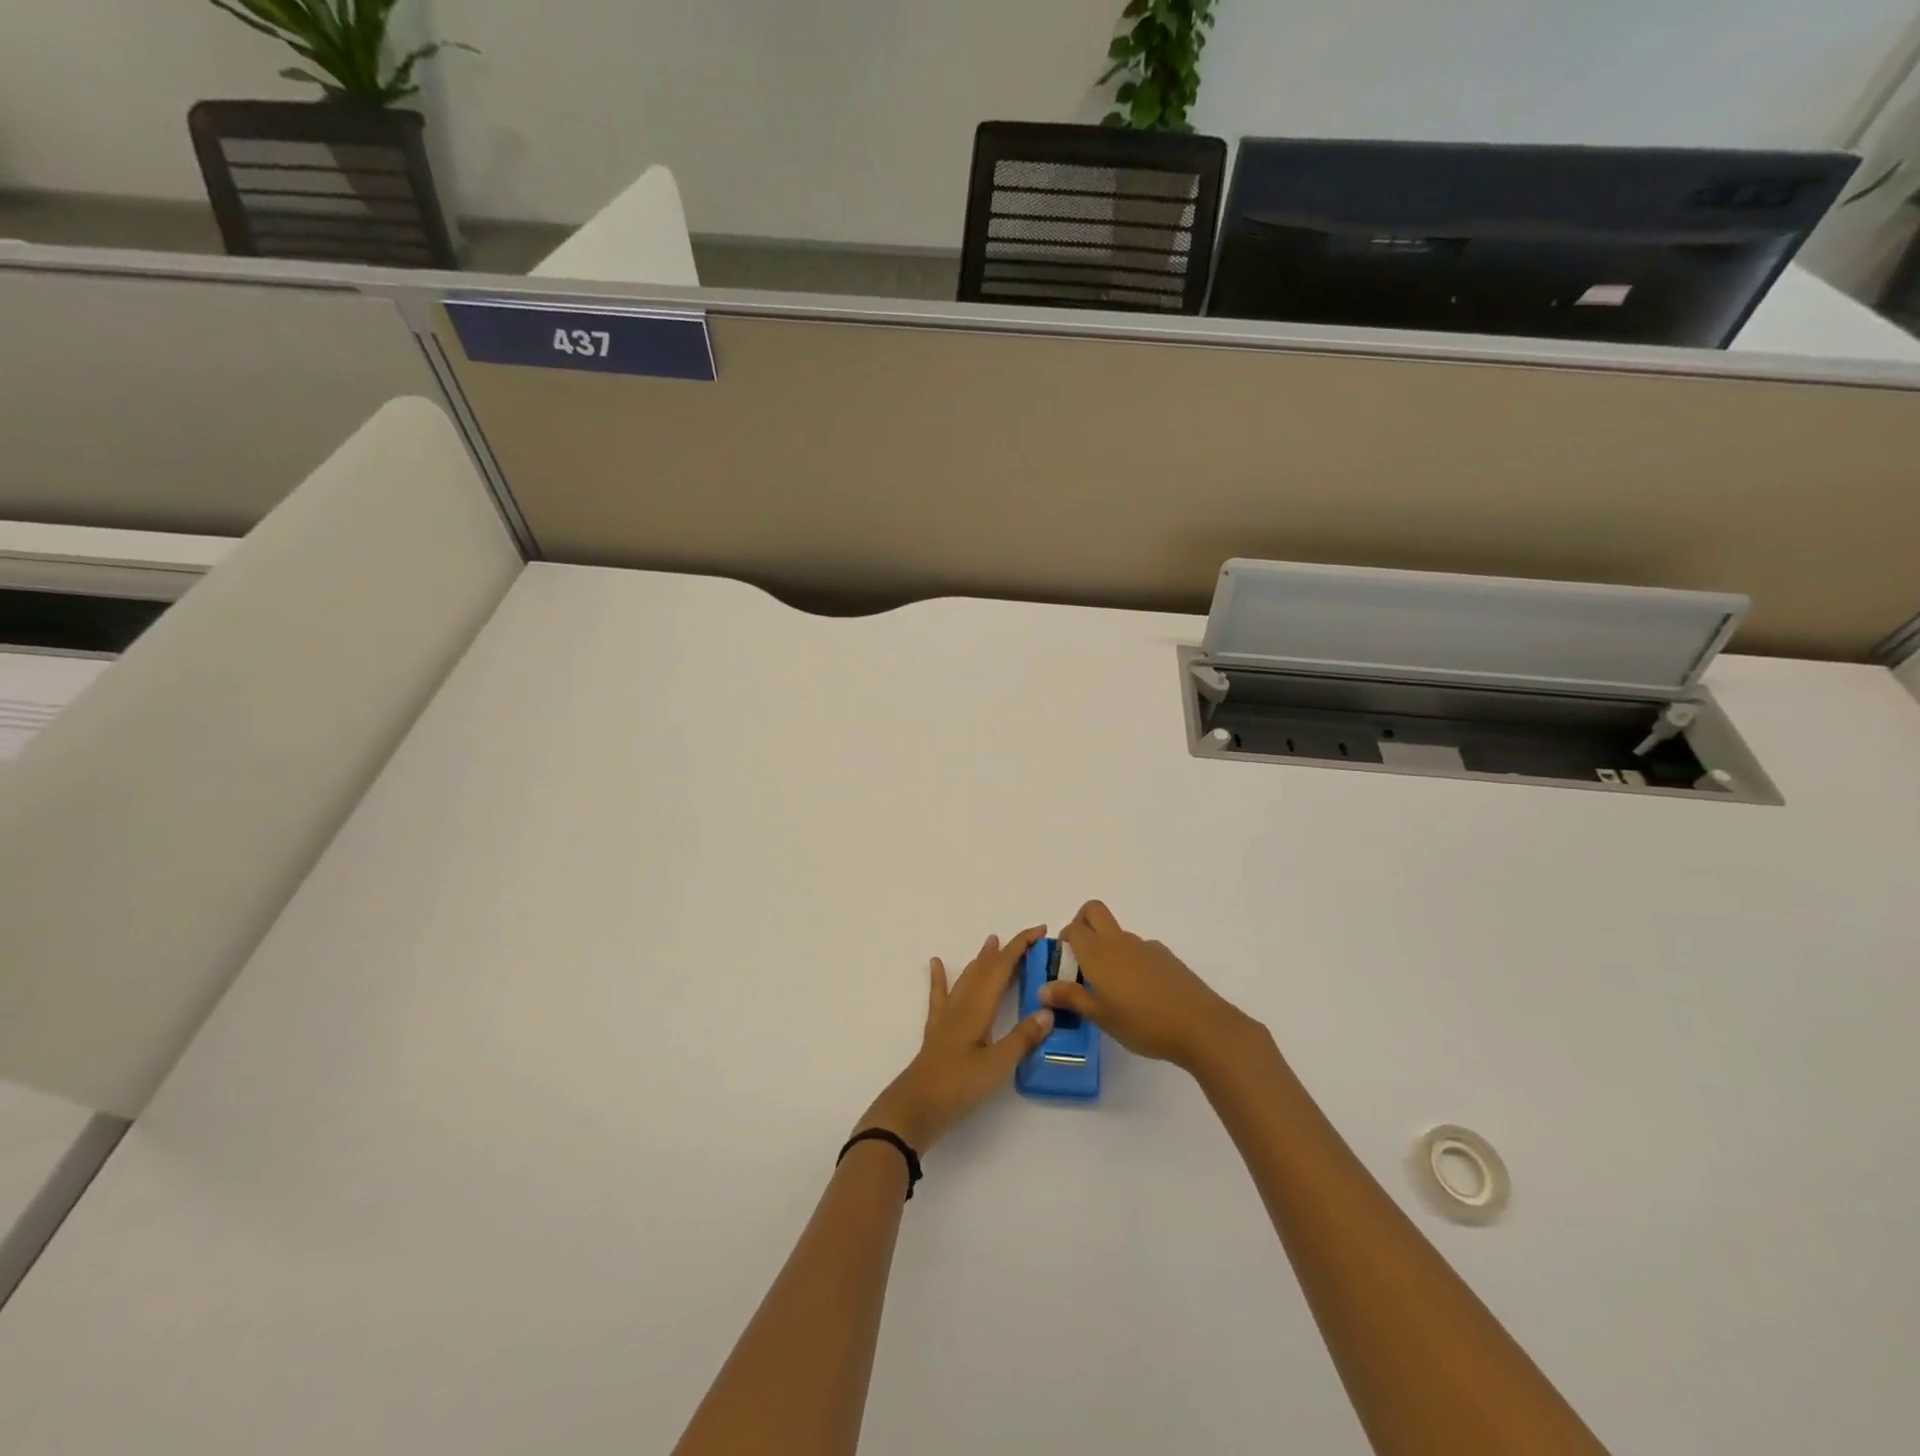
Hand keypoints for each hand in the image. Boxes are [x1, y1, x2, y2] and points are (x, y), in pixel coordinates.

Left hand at [861, 927, 1054, 1149]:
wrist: (915, 1107)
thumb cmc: (958, 1086)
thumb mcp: (997, 1065)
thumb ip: (1022, 1038)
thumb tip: (1048, 1010)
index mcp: (978, 1008)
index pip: (1002, 968)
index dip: (1020, 947)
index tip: (1039, 931)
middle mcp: (962, 1004)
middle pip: (986, 969)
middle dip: (1006, 951)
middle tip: (1026, 939)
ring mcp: (947, 1016)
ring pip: (967, 978)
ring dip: (981, 960)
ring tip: (991, 943)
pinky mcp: (937, 1030)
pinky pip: (939, 995)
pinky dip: (940, 977)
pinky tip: (935, 963)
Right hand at [1041, 900, 1256, 1073]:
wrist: (1200, 1025)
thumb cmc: (1142, 1023)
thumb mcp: (1100, 1016)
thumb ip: (1071, 998)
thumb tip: (1042, 989)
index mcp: (1098, 953)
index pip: (1072, 929)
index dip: (1064, 941)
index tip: (1065, 966)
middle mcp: (1118, 941)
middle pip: (1093, 910)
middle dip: (1082, 923)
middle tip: (1081, 958)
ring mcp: (1145, 946)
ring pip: (1117, 933)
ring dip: (1107, 947)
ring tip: (1112, 989)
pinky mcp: (1165, 956)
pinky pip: (1139, 949)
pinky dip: (1131, 961)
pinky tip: (1140, 994)